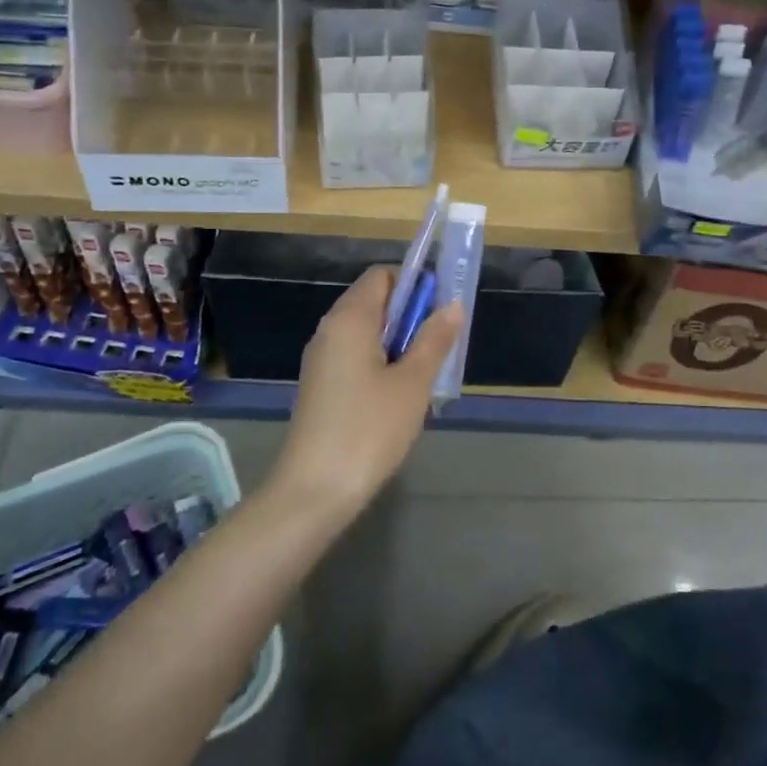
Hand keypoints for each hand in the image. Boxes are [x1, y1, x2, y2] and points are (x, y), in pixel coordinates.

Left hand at [274, 267, 464, 510]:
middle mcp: (330, 330)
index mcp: (349, 319)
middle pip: (375, 303)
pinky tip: (399, 397)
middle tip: (441, 347)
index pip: (382, 275)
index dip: (415, 284)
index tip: (441, 311)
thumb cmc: (369, 429)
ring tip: (425, 377)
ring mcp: (322, 360)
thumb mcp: (412, 384)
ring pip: (368, 334)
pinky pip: (357, 358)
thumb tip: (452, 305)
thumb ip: (433, 340)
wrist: (315, 490)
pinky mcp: (321, 386)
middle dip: (411, 317)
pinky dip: (381, 365)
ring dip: (400, 345)